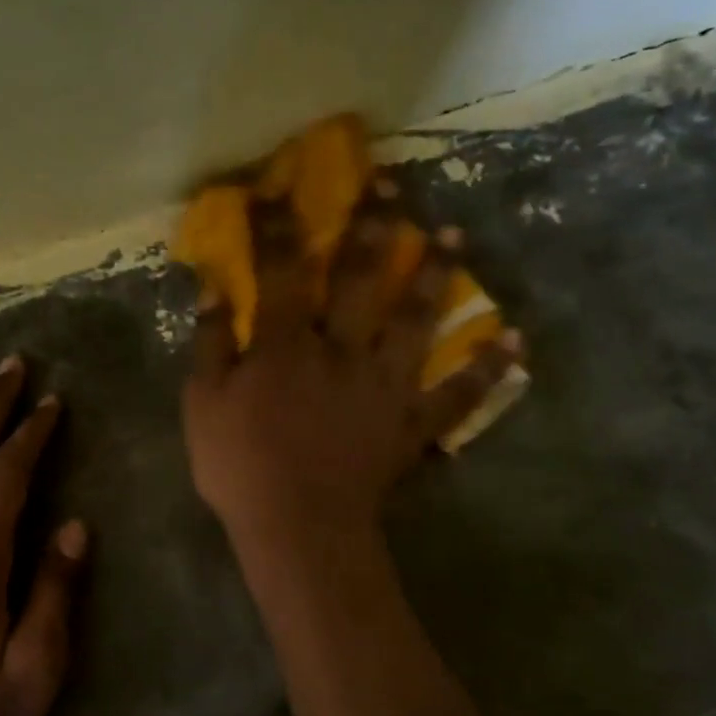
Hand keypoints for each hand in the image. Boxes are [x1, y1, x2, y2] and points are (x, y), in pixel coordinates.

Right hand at [181, 179, 519, 548]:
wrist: (298, 532)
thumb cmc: (241, 468)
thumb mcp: (202, 405)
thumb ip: (211, 343)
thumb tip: (215, 288)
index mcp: (287, 345)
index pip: (281, 269)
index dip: (277, 224)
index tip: (278, 186)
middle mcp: (343, 350)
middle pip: (361, 278)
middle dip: (373, 225)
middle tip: (392, 183)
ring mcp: (385, 386)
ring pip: (417, 320)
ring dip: (437, 275)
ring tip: (456, 235)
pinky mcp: (412, 424)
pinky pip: (456, 395)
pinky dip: (486, 370)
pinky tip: (513, 342)